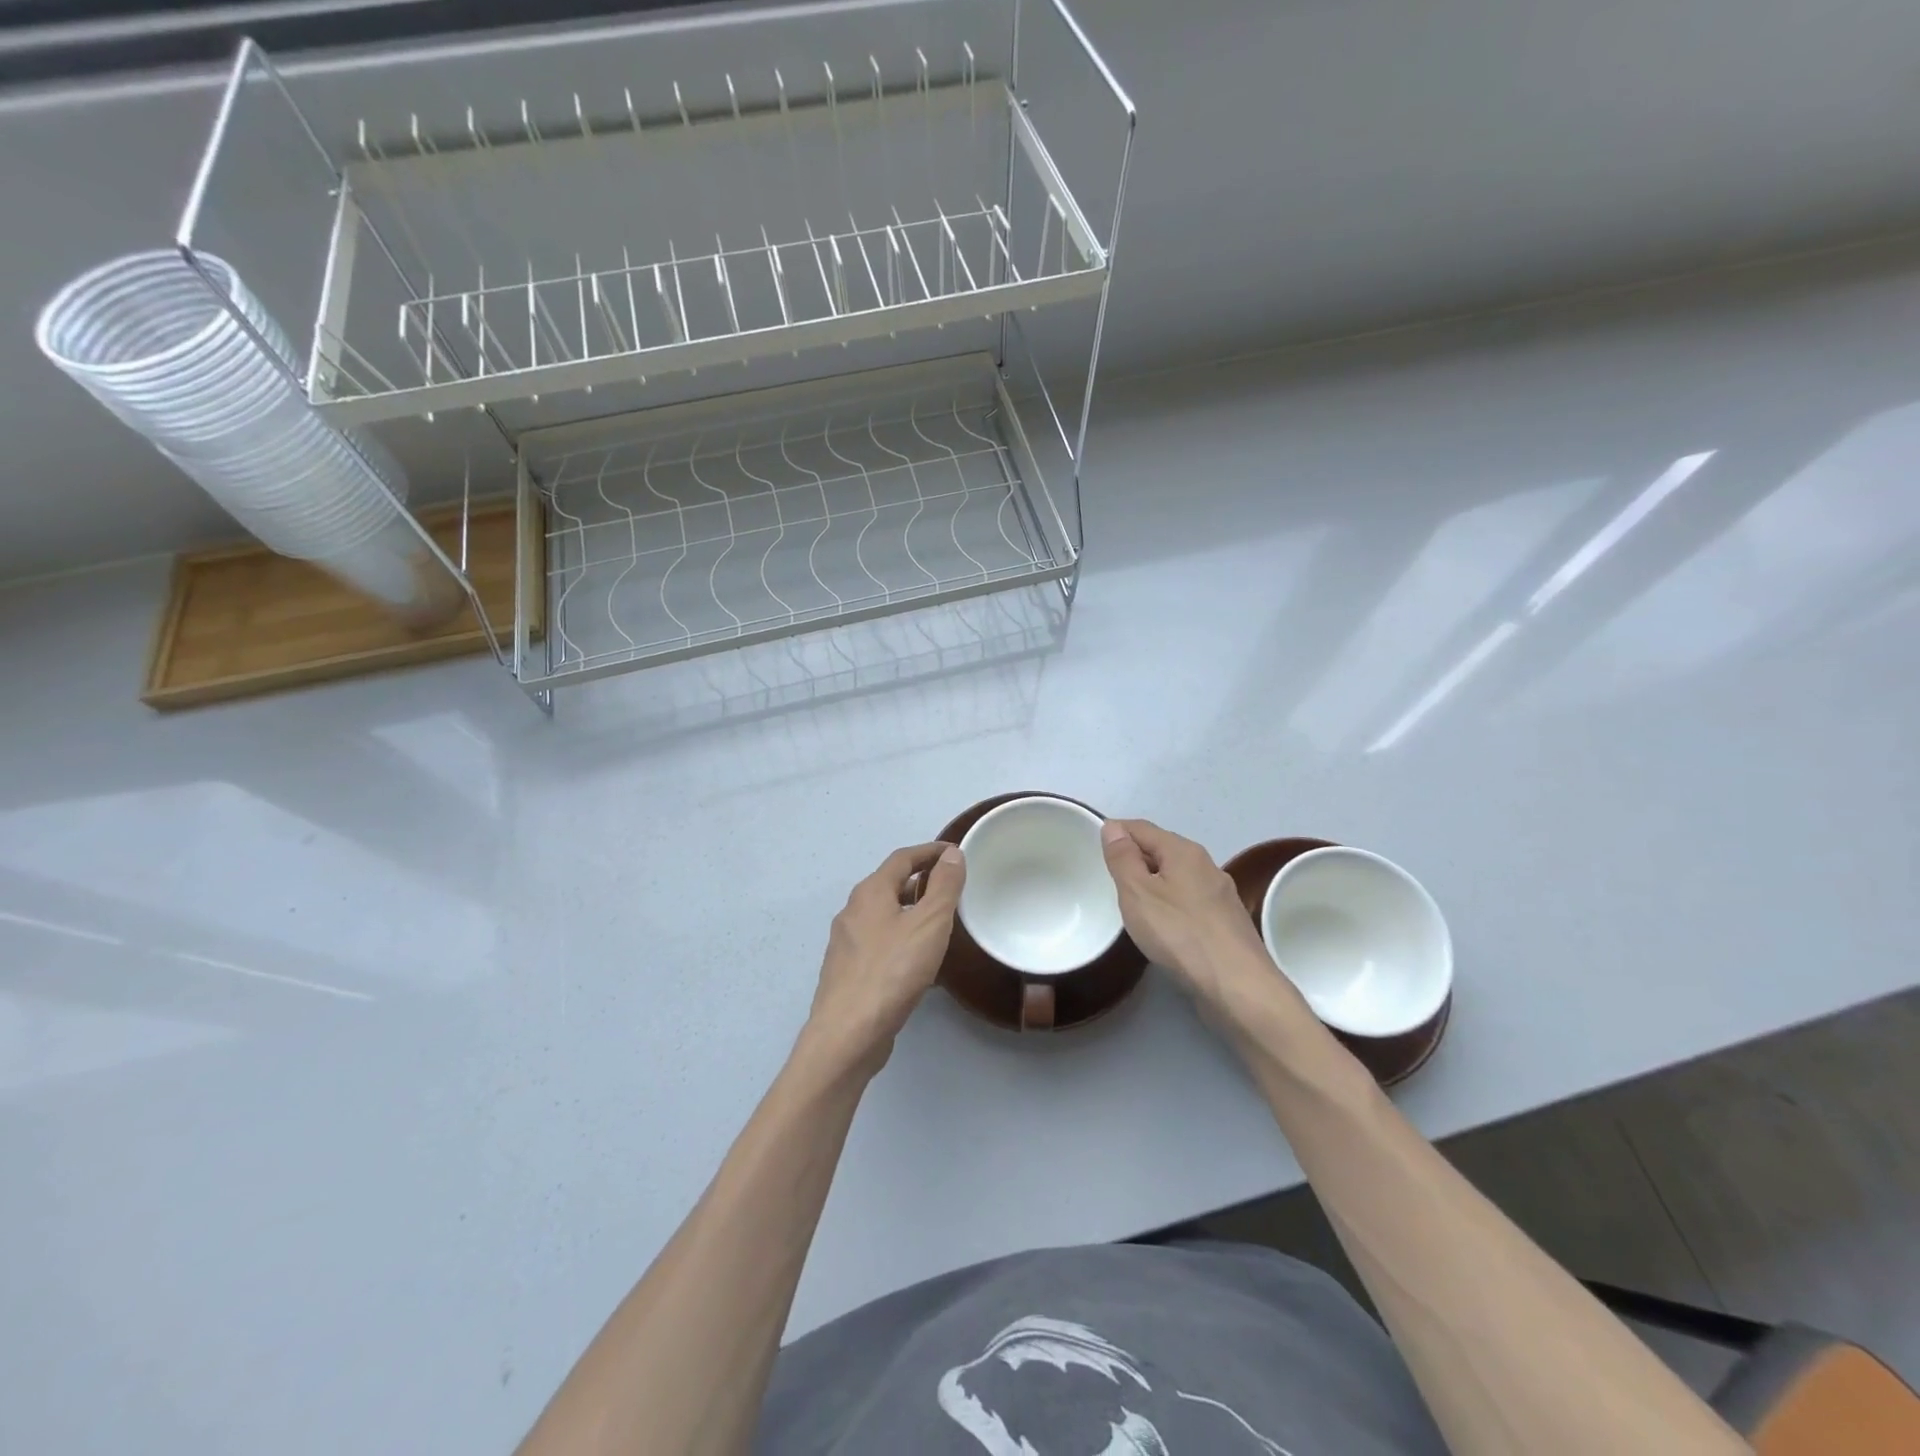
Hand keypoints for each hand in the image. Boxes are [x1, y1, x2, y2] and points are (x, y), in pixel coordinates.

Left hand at [803, 842, 964, 1074]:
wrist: (848, 1034)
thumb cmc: (892, 971)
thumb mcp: (929, 924)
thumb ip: (944, 886)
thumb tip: (952, 853)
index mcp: (870, 893)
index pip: (902, 858)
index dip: (930, 851)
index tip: (955, 852)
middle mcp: (852, 912)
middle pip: (890, 885)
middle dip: (921, 882)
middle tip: (951, 888)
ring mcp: (846, 944)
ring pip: (884, 916)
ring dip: (911, 912)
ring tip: (941, 924)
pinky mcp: (848, 972)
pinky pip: (880, 944)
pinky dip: (902, 940)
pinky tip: (920, 963)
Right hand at [1099, 819, 1283, 1008]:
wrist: (1237, 986)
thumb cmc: (1180, 934)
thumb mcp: (1137, 893)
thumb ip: (1122, 858)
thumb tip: (1113, 827)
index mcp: (1183, 851)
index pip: (1142, 827)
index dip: (1116, 831)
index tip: (1093, 846)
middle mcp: (1206, 865)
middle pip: (1162, 849)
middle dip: (1135, 856)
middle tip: (1108, 876)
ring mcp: (1221, 894)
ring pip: (1178, 876)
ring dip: (1154, 881)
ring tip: (1131, 901)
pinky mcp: (1226, 922)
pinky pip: (1190, 900)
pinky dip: (1170, 902)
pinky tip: (1163, 924)